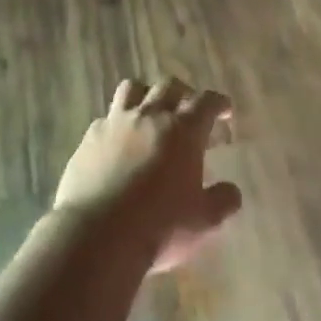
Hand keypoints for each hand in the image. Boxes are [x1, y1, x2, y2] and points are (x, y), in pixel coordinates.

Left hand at [54, 79, 243, 272]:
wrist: (97, 234)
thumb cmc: (159, 227)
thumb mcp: (203, 221)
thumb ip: (222, 201)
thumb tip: (231, 191)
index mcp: (183, 131)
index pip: (206, 102)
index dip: (219, 103)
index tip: (225, 111)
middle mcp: (150, 116)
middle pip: (169, 86)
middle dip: (184, 93)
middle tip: (189, 110)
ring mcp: (116, 123)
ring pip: (132, 89)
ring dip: (146, 95)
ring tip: (150, 111)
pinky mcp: (89, 137)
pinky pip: (106, 117)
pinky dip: (117, 123)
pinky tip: (118, 141)